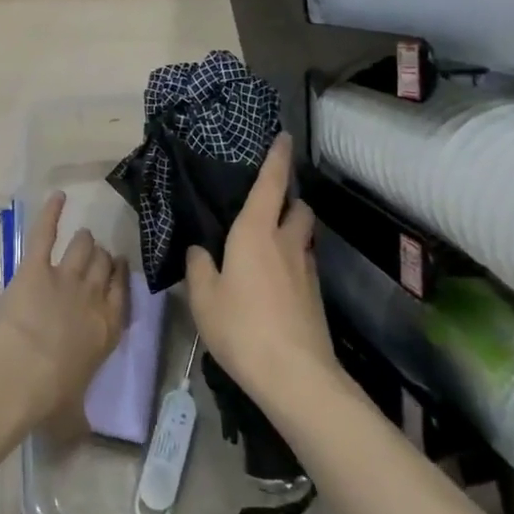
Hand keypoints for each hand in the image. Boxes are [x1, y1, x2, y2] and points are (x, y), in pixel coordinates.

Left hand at [0, 192, 127, 430]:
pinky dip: (51, 212)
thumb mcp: (73, 414)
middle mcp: (93, 297)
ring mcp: (66, 277)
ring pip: (84, 248)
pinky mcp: (38, 266)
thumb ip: (80, 417)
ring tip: (82, 238)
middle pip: (105, 267)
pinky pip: (47, 232)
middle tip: (98, 257)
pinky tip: (57, 197)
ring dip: (84, 243)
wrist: (22, 372)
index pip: (122, 294)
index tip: (118, 270)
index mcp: (107, 329)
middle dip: (103, 260)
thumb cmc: (50, 397)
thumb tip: (81, 436)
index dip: (120, 279)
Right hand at [184, 134, 335, 405]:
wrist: (295, 376)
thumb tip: (200, 250)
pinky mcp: (315, 296)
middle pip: (298, 208)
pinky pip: (303, 264)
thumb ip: (199, 267)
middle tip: (268, 204)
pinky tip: (273, 281)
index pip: (271, 184)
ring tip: (268, 244)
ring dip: (292, 231)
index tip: (283, 137)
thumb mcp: (203, 297)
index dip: (278, 158)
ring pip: (303, 237)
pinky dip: (291, 261)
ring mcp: (306, 271)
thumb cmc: (241, 327)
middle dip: (289, 199)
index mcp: (255, 232)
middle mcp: (286, 243)